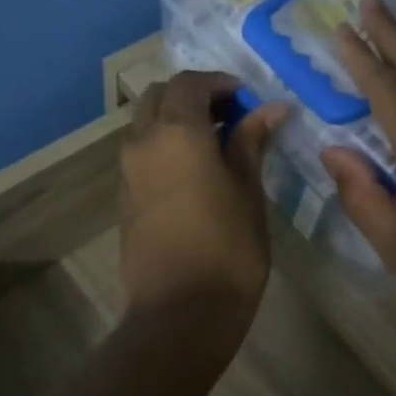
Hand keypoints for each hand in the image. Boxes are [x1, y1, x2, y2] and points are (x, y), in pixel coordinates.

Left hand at [119, 71, 286, 322]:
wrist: (180, 312)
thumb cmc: (227, 248)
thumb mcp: (248, 190)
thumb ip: (251, 142)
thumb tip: (271, 108)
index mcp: (175, 133)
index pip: (189, 83)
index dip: (220, 83)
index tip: (249, 101)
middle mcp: (142, 143)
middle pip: (158, 97)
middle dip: (193, 97)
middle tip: (230, 117)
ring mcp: (127, 172)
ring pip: (145, 125)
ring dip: (175, 121)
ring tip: (216, 146)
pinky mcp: (124, 199)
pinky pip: (141, 155)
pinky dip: (164, 147)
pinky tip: (195, 173)